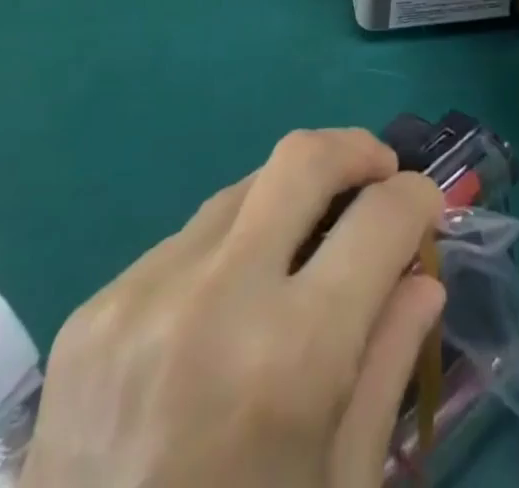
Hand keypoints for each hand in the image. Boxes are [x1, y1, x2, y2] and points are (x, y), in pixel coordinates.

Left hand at [23, 130, 445, 487]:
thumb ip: (386, 368)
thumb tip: (422, 277)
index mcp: (290, 359)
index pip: (379, 219)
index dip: (417, 199)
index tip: (426, 206)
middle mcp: (214, 298)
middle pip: (301, 157)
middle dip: (355, 150)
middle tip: (379, 173)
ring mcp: (141, 294)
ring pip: (242, 190)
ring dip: (289, 201)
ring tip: (304, 248)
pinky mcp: (92, 309)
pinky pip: (183, 244)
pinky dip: (227, 251)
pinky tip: (224, 312)